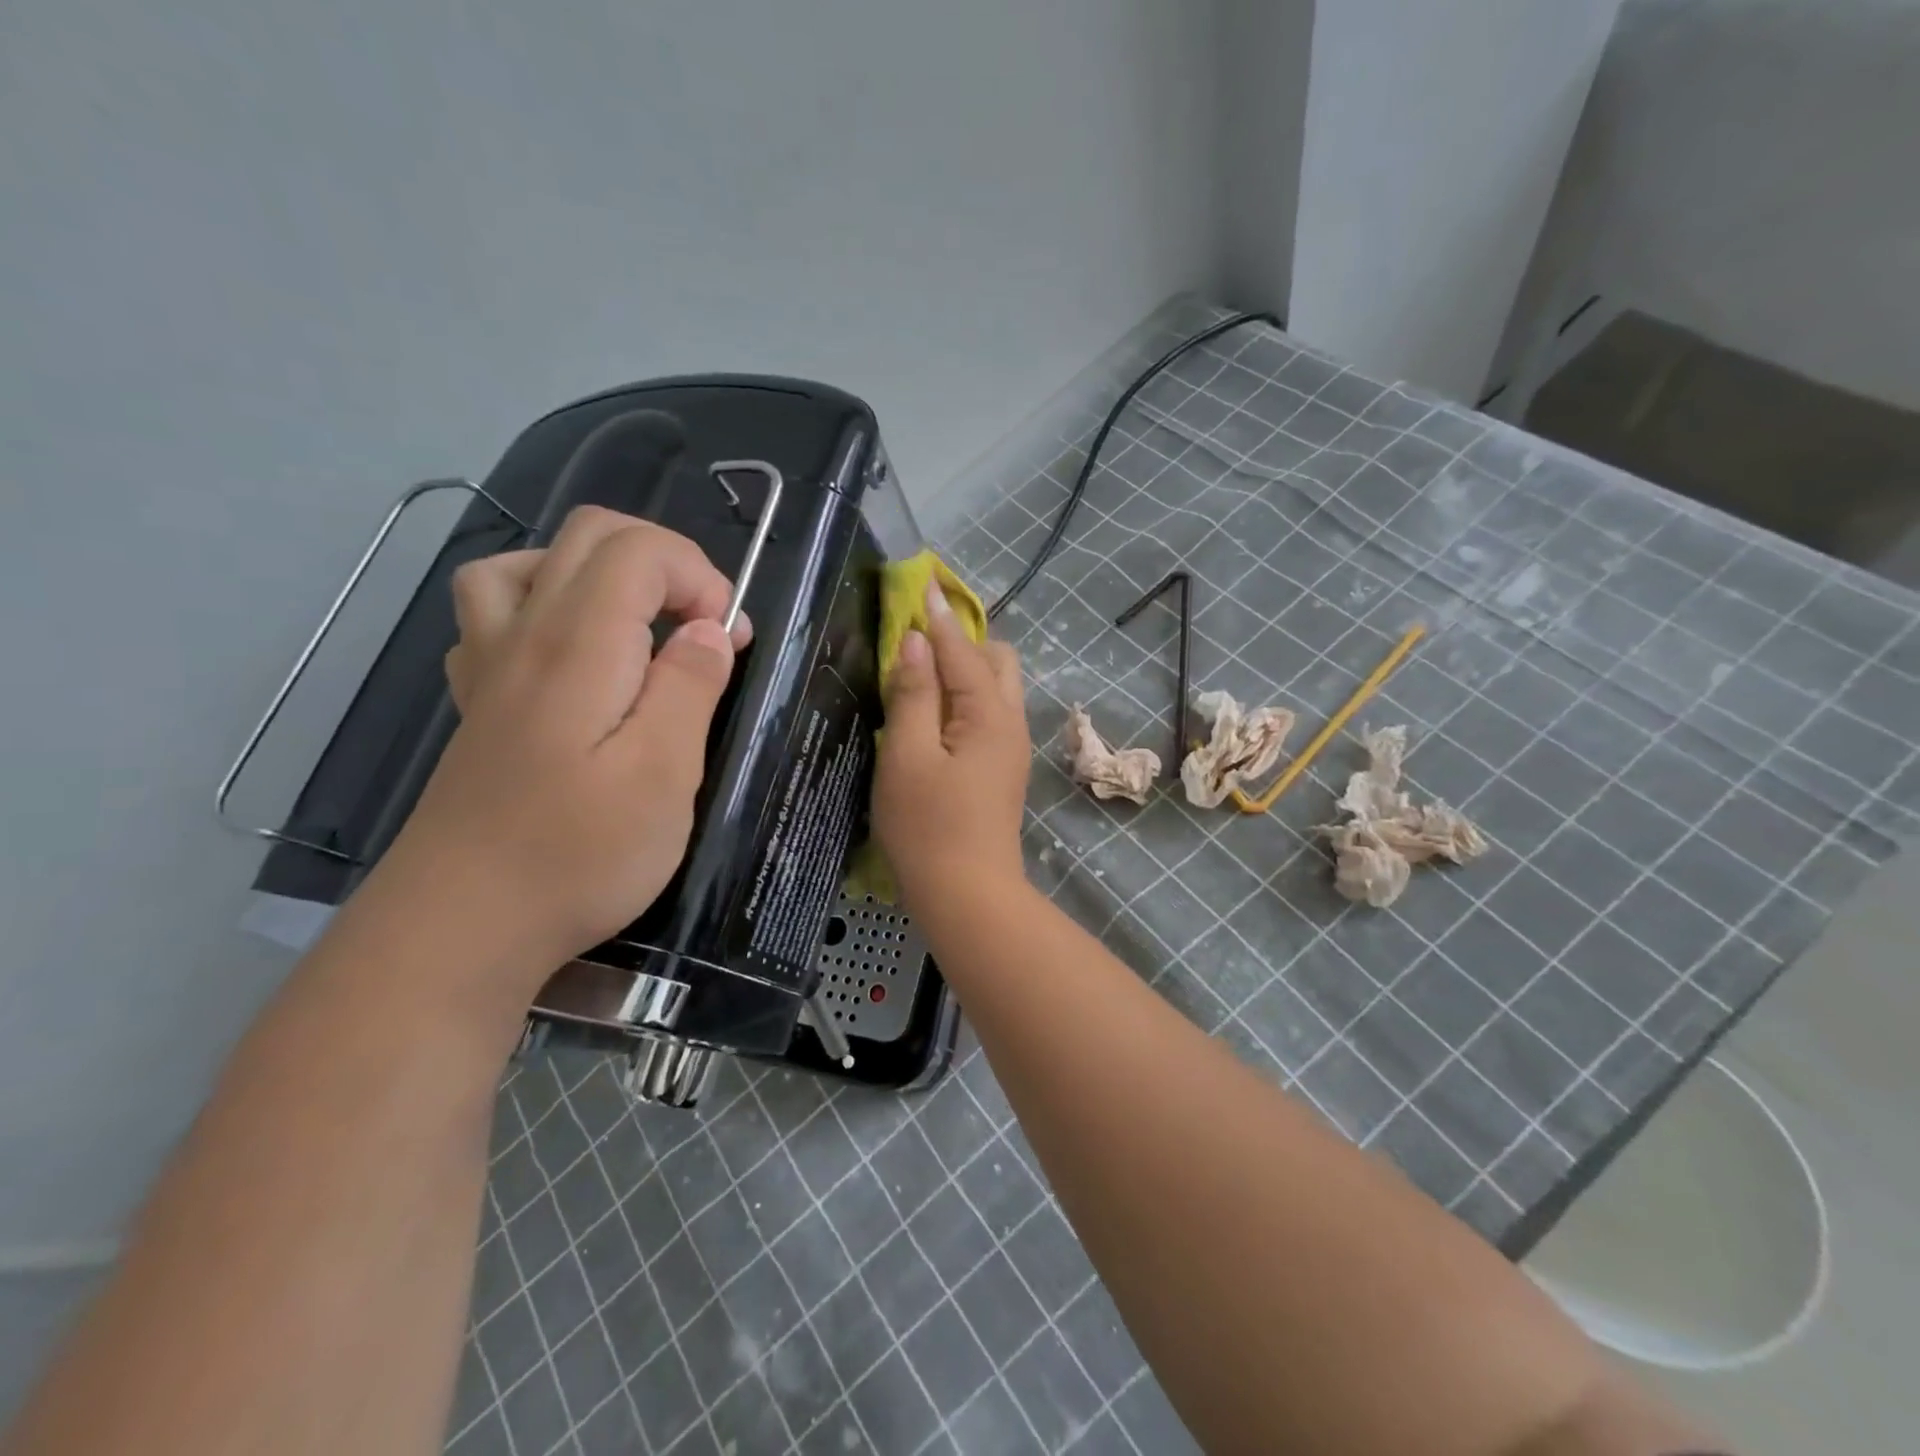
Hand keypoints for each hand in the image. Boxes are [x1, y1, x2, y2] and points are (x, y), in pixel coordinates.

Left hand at [372, 506, 751, 981]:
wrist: (461, 927)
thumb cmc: (578, 854)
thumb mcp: (663, 776)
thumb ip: (690, 688)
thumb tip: (710, 630)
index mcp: (579, 645)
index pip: (640, 550)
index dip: (700, 576)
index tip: (730, 640)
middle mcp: (524, 635)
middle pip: (588, 536)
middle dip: (664, 563)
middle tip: (700, 629)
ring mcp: (489, 667)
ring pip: (528, 563)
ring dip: (597, 574)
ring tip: (635, 627)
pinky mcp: (478, 704)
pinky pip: (495, 615)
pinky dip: (543, 608)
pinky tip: (572, 660)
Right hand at [874, 577, 1030, 904]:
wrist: (968, 895)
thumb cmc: (929, 826)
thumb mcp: (908, 756)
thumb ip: (913, 695)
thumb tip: (915, 642)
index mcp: (989, 714)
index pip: (962, 649)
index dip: (936, 617)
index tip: (920, 584)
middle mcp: (1011, 722)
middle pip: (996, 660)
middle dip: (960, 640)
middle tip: (915, 640)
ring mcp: (1011, 747)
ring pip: (995, 687)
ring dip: (963, 668)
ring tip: (920, 671)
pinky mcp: (1003, 768)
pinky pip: (989, 713)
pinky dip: (965, 697)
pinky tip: (935, 711)